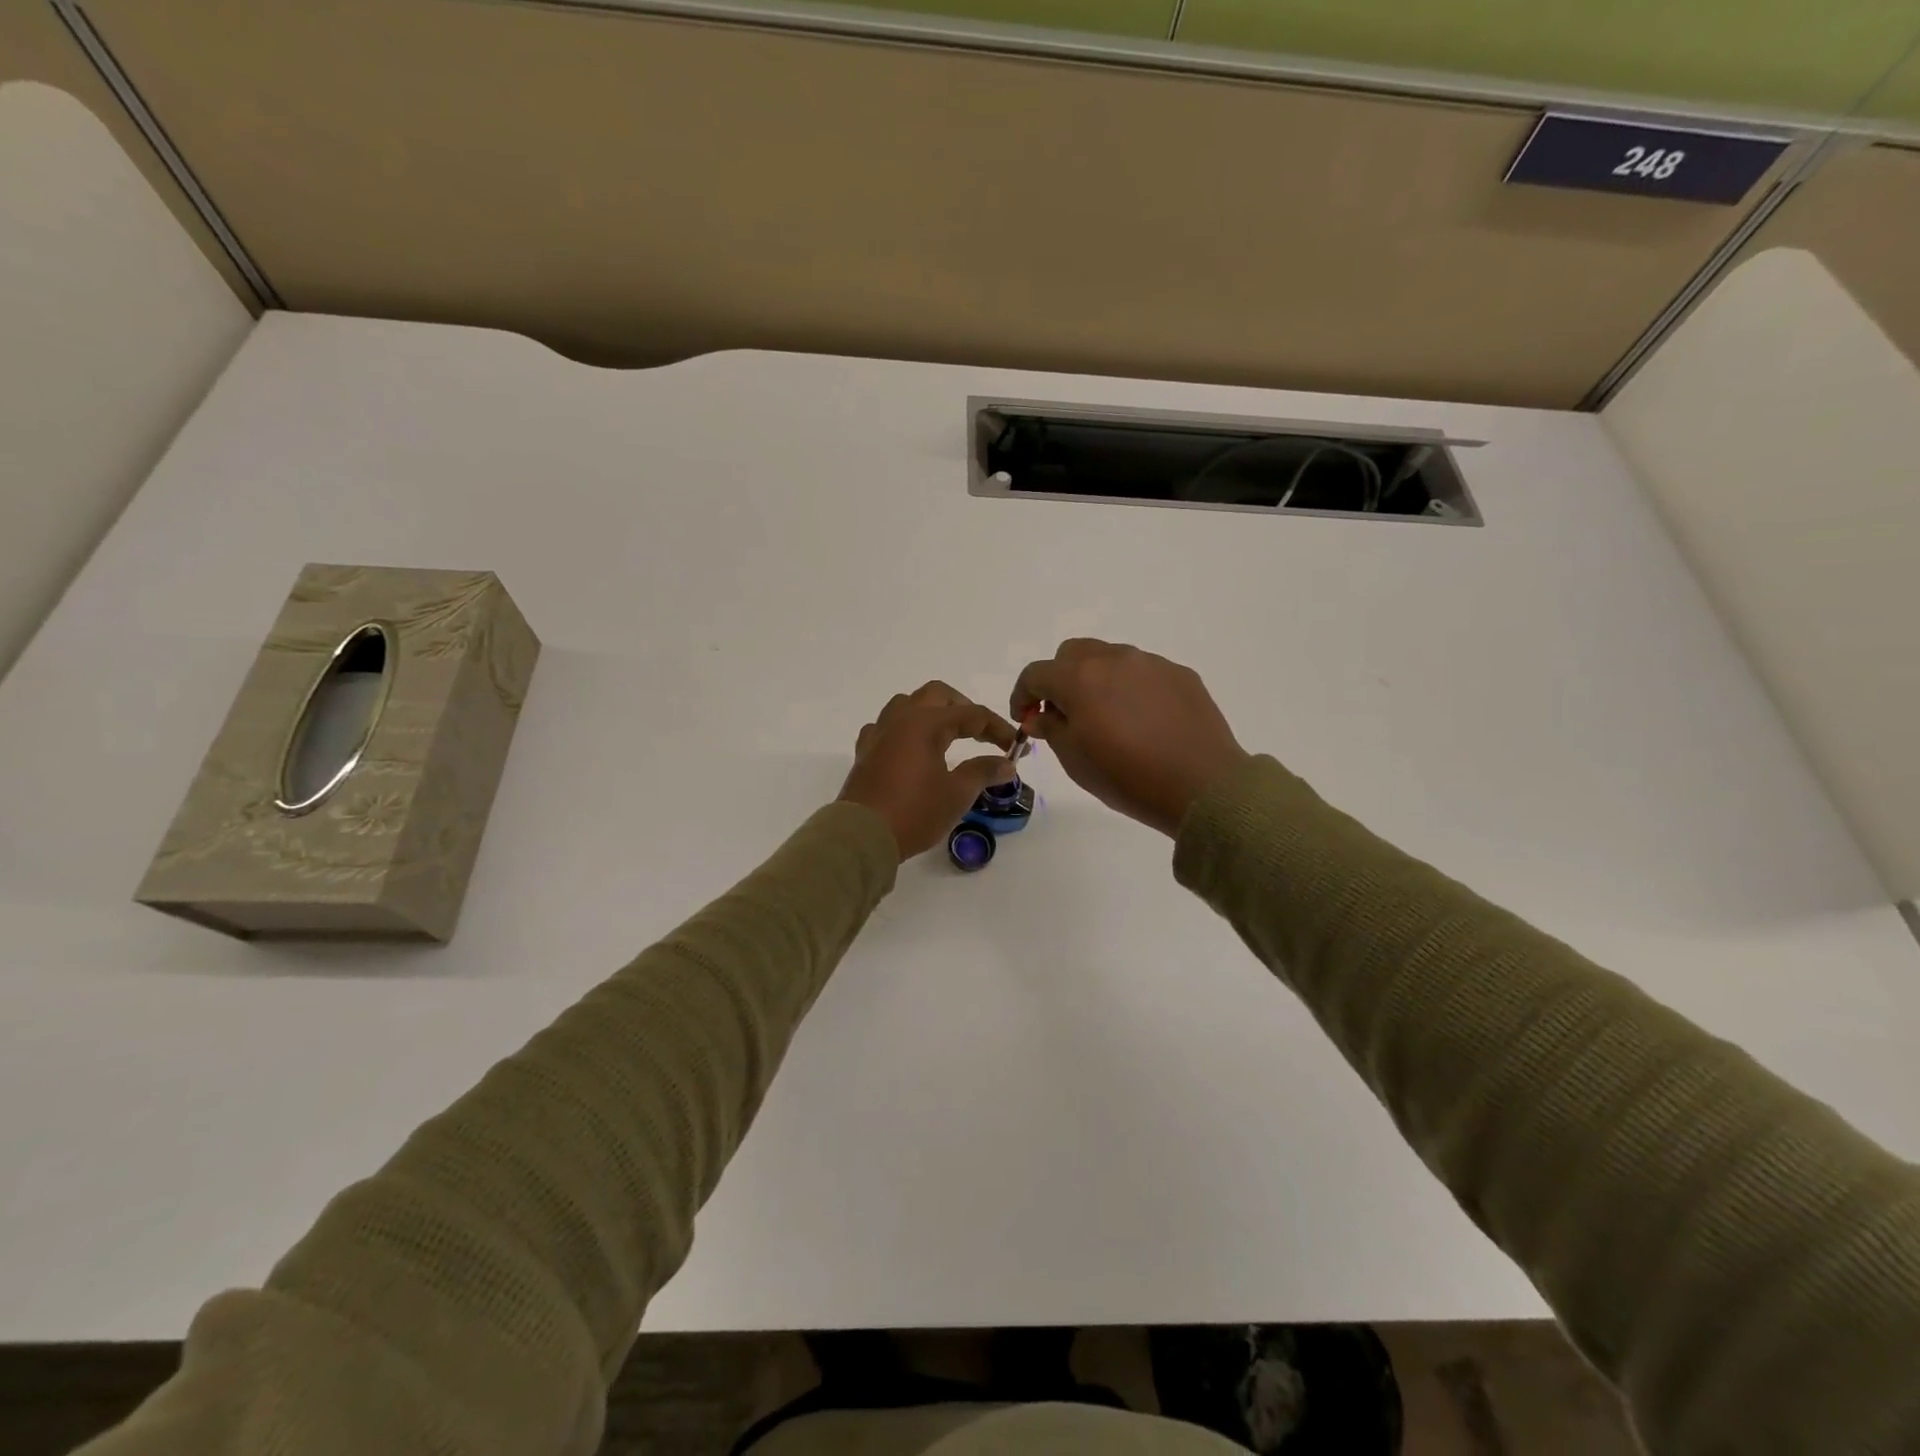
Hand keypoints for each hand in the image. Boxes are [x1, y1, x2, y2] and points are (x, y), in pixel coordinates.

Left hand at [838, 682, 1018, 860]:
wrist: (862, 836)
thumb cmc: (914, 812)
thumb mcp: (957, 794)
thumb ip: (983, 771)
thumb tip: (1007, 763)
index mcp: (925, 723)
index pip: (971, 714)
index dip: (997, 728)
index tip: (1015, 747)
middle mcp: (900, 719)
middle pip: (936, 695)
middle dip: (963, 708)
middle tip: (981, 733)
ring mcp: (879, 734)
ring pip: (907, 704)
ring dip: (931, 712)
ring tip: (946, 735)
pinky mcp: (865, 753)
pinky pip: (885, 727)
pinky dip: (903, 730)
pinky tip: (910, 748)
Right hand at [1011, 640, 1248, 837]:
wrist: (1202, 786)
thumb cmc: (1128, 777)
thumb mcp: (1075, 760)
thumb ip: (1050, 728)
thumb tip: (1039, 715)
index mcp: (1080, 678)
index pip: (1036, 673)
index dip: (1022, 695)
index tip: (1025, 719)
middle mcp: (1114, 659)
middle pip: (1071, 654)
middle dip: (1058, 679)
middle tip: (1064, 714)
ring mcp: (1151, 663)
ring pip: (1109, 658)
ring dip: (1095, 680)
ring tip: (1106, 718)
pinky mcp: (1180, 674)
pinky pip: (1142, 672)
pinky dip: (1130, 688)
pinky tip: (1142, 721)